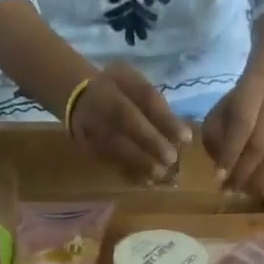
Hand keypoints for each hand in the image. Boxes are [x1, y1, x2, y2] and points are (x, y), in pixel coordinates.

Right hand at [69, 62, 191, 181]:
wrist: (77, 100)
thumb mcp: (133, 82)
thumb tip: (181, 134)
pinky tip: (146, 181)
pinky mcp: (90, 149)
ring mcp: (92, 127)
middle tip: (171, 159)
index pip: (144, 97)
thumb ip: (154, 104)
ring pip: (118, 146)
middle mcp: (101, 103)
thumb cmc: (116, 90)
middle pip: (127, 121)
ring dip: (142, 163)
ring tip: (161, 174)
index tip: (186, 138)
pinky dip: (130, 174)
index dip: (165, 119)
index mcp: (117, 82)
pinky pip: (111, 162)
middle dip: (152, 143)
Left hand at [202, 69, 263, 197]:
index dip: (230, 153)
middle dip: (241, 172)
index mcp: (253, 92)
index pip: (243, 124)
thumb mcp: (218, 113)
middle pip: (260, 146)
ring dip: (254, 182)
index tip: (218, 177)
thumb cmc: (238, 107)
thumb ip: (215, 138)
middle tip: (227, 189)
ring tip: (240, 191)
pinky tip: (255, 189)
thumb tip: (221, 171)